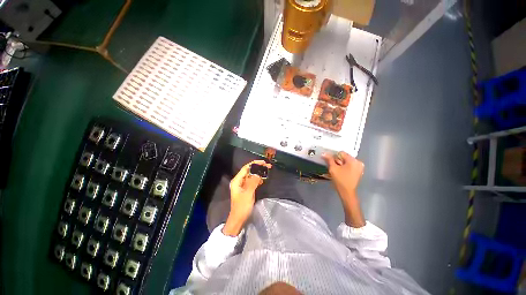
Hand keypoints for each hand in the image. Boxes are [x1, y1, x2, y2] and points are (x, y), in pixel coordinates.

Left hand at [222, 160, 271, 235]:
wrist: (238, 219)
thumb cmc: (241, 207)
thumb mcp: (248, 194)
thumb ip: (253, 182)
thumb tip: (259, 173)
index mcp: (237, 180)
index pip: (246, 168)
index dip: (254, 164)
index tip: (263, 162)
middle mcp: (239, 181)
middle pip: (249, 171)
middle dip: (258, 168)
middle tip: (268, 166)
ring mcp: (243, 185)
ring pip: (252, 176)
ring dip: (259, 173)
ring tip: (267, 170)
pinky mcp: (246, 189)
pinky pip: (253, 181)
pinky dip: (258, 179)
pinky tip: (263, 179)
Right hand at [322, 151, 364, 226]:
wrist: (347, 192)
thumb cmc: (340, 180)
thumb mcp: (333, 168)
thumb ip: (329, 159)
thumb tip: (324, 153)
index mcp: (353, 160)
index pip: (341, 153)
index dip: (334, 157)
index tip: (331, 163)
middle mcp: (358, 162)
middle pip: (344, 157)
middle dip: (338, 161)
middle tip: (334, 168)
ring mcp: (359, 167)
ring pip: (346, 162)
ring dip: (340, 164)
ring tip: (337, 171)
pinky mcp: (358, 172)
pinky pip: (349, 166)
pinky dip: (344, 167)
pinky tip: (341, 172)